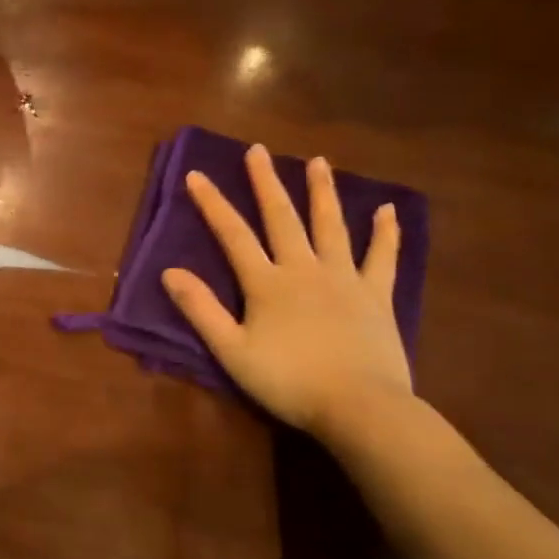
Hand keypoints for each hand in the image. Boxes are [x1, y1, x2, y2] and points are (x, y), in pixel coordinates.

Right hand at [162, 145, 410, 433]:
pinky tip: (387, 210)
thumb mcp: (232, 351)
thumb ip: (201, 310)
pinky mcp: (377, 296)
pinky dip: (385, 233)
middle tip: (257, 150)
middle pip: (282, 218)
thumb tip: (170, 272)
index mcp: (267, 283)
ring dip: (322, 192)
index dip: (213, 204)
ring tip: (318, 162)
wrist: (360, 408)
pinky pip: (382, 257)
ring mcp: (344, 279)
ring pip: (331, 226)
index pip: (233, 235)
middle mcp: (304, 269)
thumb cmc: (289, 381)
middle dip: (266, 183)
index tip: (196, 174)